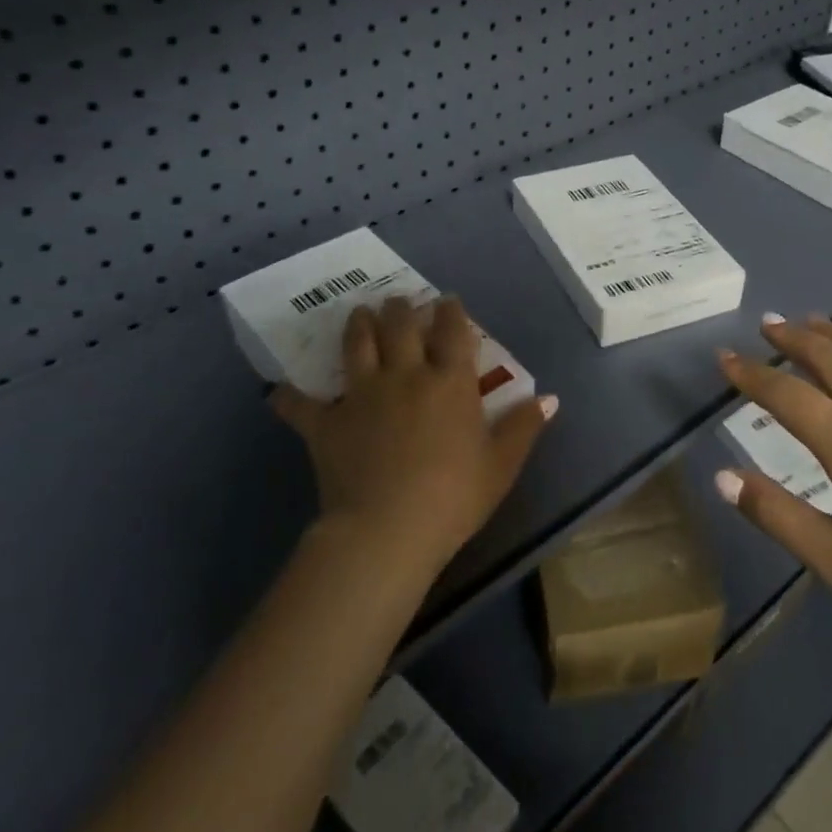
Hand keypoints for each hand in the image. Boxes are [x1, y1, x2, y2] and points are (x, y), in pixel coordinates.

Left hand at [272, 296, 556, 577]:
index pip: (452, 330)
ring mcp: (361, 394)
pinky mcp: (326, 423)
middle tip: (398, 302)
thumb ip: (524, 426)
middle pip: (400, 325)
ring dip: (357, 324)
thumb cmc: (453, 497)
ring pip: (356, 344)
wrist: (387, 530)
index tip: (447, 301)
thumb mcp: (501, 465)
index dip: (450, 311)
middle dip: (400, 308)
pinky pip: (300, 403)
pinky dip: (289, 395)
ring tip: (358, 314)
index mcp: (449, 381)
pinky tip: (281, 390)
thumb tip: (550, 398)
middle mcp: (404, 375)